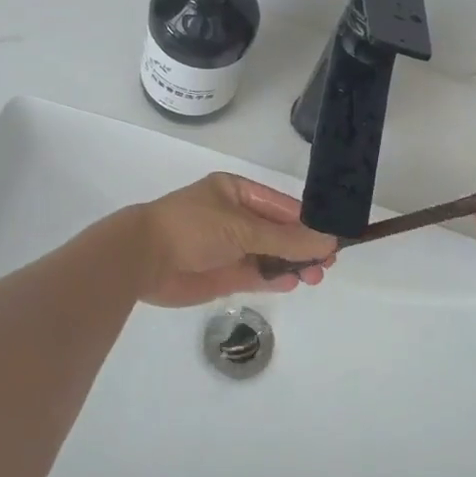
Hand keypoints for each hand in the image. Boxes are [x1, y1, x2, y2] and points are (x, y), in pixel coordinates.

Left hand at [132, 174, 338, 307]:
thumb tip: (327, 242)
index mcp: (236, 193)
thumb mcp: (243, 228)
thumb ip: (286, 239)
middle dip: (302, 247)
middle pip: (278, 232)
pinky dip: (274, 279)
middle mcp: (235, 217)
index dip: (308, 222)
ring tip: (314, 277)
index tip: (332, 238)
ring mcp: (229, 247)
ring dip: (292, 265)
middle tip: (326, 264)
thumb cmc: (193, 228)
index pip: (282, 207)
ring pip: (270, 255)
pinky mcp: (223, 274)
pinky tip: (292, 283)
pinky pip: (256, 275)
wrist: (142, 259)